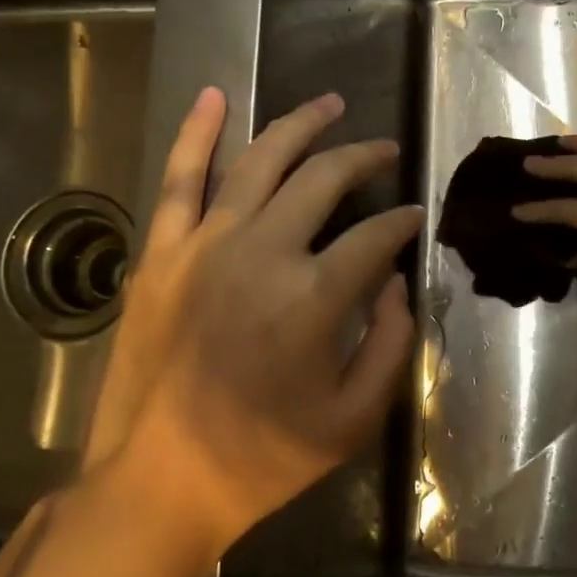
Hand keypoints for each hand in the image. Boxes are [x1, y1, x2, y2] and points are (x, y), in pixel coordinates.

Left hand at [86, 89, 420, 554]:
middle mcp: (262, 253)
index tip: (415, 217)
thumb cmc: (265, 457)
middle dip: (364, 158)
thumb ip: (391, 345)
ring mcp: (204, 246)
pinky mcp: (160, 253)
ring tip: (330, 103)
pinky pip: (179, 179)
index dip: (404, 223)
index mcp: (314, 297)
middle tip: (385, 150)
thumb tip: (396, 285)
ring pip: (259, 161)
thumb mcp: (354, 419)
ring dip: (300, 125)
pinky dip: (197, 133)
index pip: (376, 237)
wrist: (160, 480)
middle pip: (323, 180)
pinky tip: (215, 96)